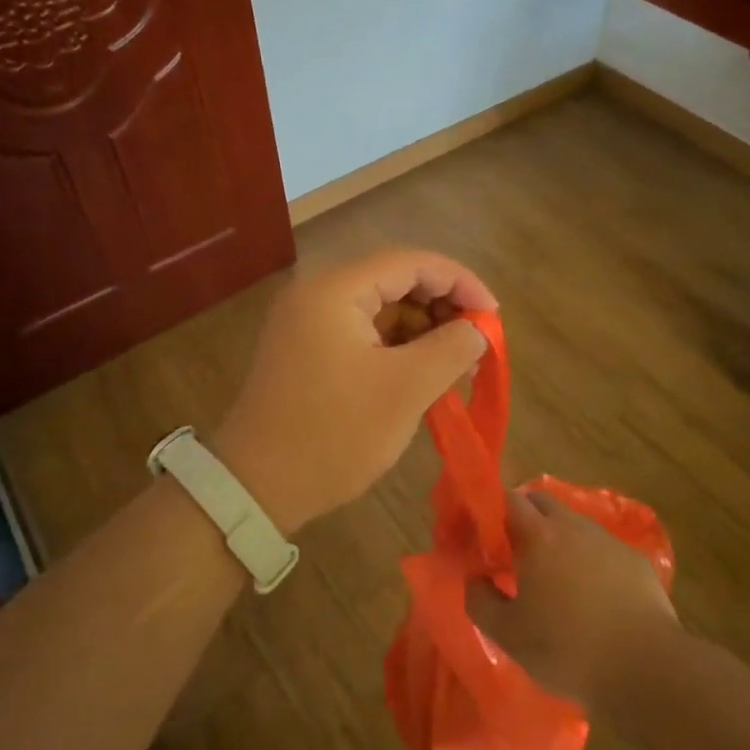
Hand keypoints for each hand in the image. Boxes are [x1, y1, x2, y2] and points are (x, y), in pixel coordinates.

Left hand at [211, 248, 495, 533]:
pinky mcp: (306, 348)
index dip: (460, 282)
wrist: (256, 487)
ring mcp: (307, 320)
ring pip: (380, 308)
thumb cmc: (334, 433)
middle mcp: (317, 292)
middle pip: (395, 280)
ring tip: (455, 367)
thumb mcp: (405, 390)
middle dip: (441, 308)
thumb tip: (476, 330)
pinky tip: (421, 375)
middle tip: (475, 345)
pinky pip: (362, 332)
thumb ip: (450, 349)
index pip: (411, 262)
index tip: (494, 315)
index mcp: (336, 289)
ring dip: (421, 330)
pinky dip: (395, 347)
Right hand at [466, 489, 678, 711]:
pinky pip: (602, 548)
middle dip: (523, 516)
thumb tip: (475, 579)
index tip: (483, 534)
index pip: (508, 499)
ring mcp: (608, 541)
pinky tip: (591, 595)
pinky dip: (589, 560)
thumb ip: (480, 600)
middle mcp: (573, 526)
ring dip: (557, 538)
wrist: (645, 670)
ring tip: (552, 576)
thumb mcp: (508, 635)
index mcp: (539, 535)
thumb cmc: (567, 649)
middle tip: (512, 550)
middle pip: (541, 501)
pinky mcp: (635, 561)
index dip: (492, 510)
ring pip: (573, 524)